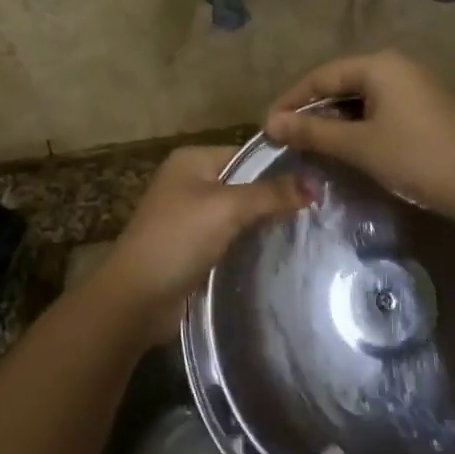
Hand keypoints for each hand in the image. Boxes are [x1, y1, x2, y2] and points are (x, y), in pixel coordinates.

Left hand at [93, 146, 305, 342]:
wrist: (136, 299)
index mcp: (192, 160)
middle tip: (319, 207)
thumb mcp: (227, 208)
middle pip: (244, 183)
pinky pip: (230, 238)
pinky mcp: (193, 248)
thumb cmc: (178, 239)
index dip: (280, 166)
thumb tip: (316, 181)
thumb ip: (271, 194)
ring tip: (308, 228)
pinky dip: (250, 243)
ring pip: (239, 213)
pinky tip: (279, 250)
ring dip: (264, 223)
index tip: (318, 180)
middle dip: (275, 196)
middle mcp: (190, 182)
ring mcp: (190, 217)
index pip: (247, 154)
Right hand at [264, 50, 454, 226]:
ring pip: (362, 96)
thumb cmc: (416, 158)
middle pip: (342, 82)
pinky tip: (348, 144)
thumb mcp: (359, 146)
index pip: (322, 75)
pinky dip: (360, 123)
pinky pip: (382, 106)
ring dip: (336, 119)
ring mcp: (416, 84)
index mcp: (380, 65)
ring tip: (312, 144)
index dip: (291, 100)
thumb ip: (313, 131)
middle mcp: (398, 65)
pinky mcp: (428, 105)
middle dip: (313, 110)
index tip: (267, 126)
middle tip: (287, 136)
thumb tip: (271, 123)